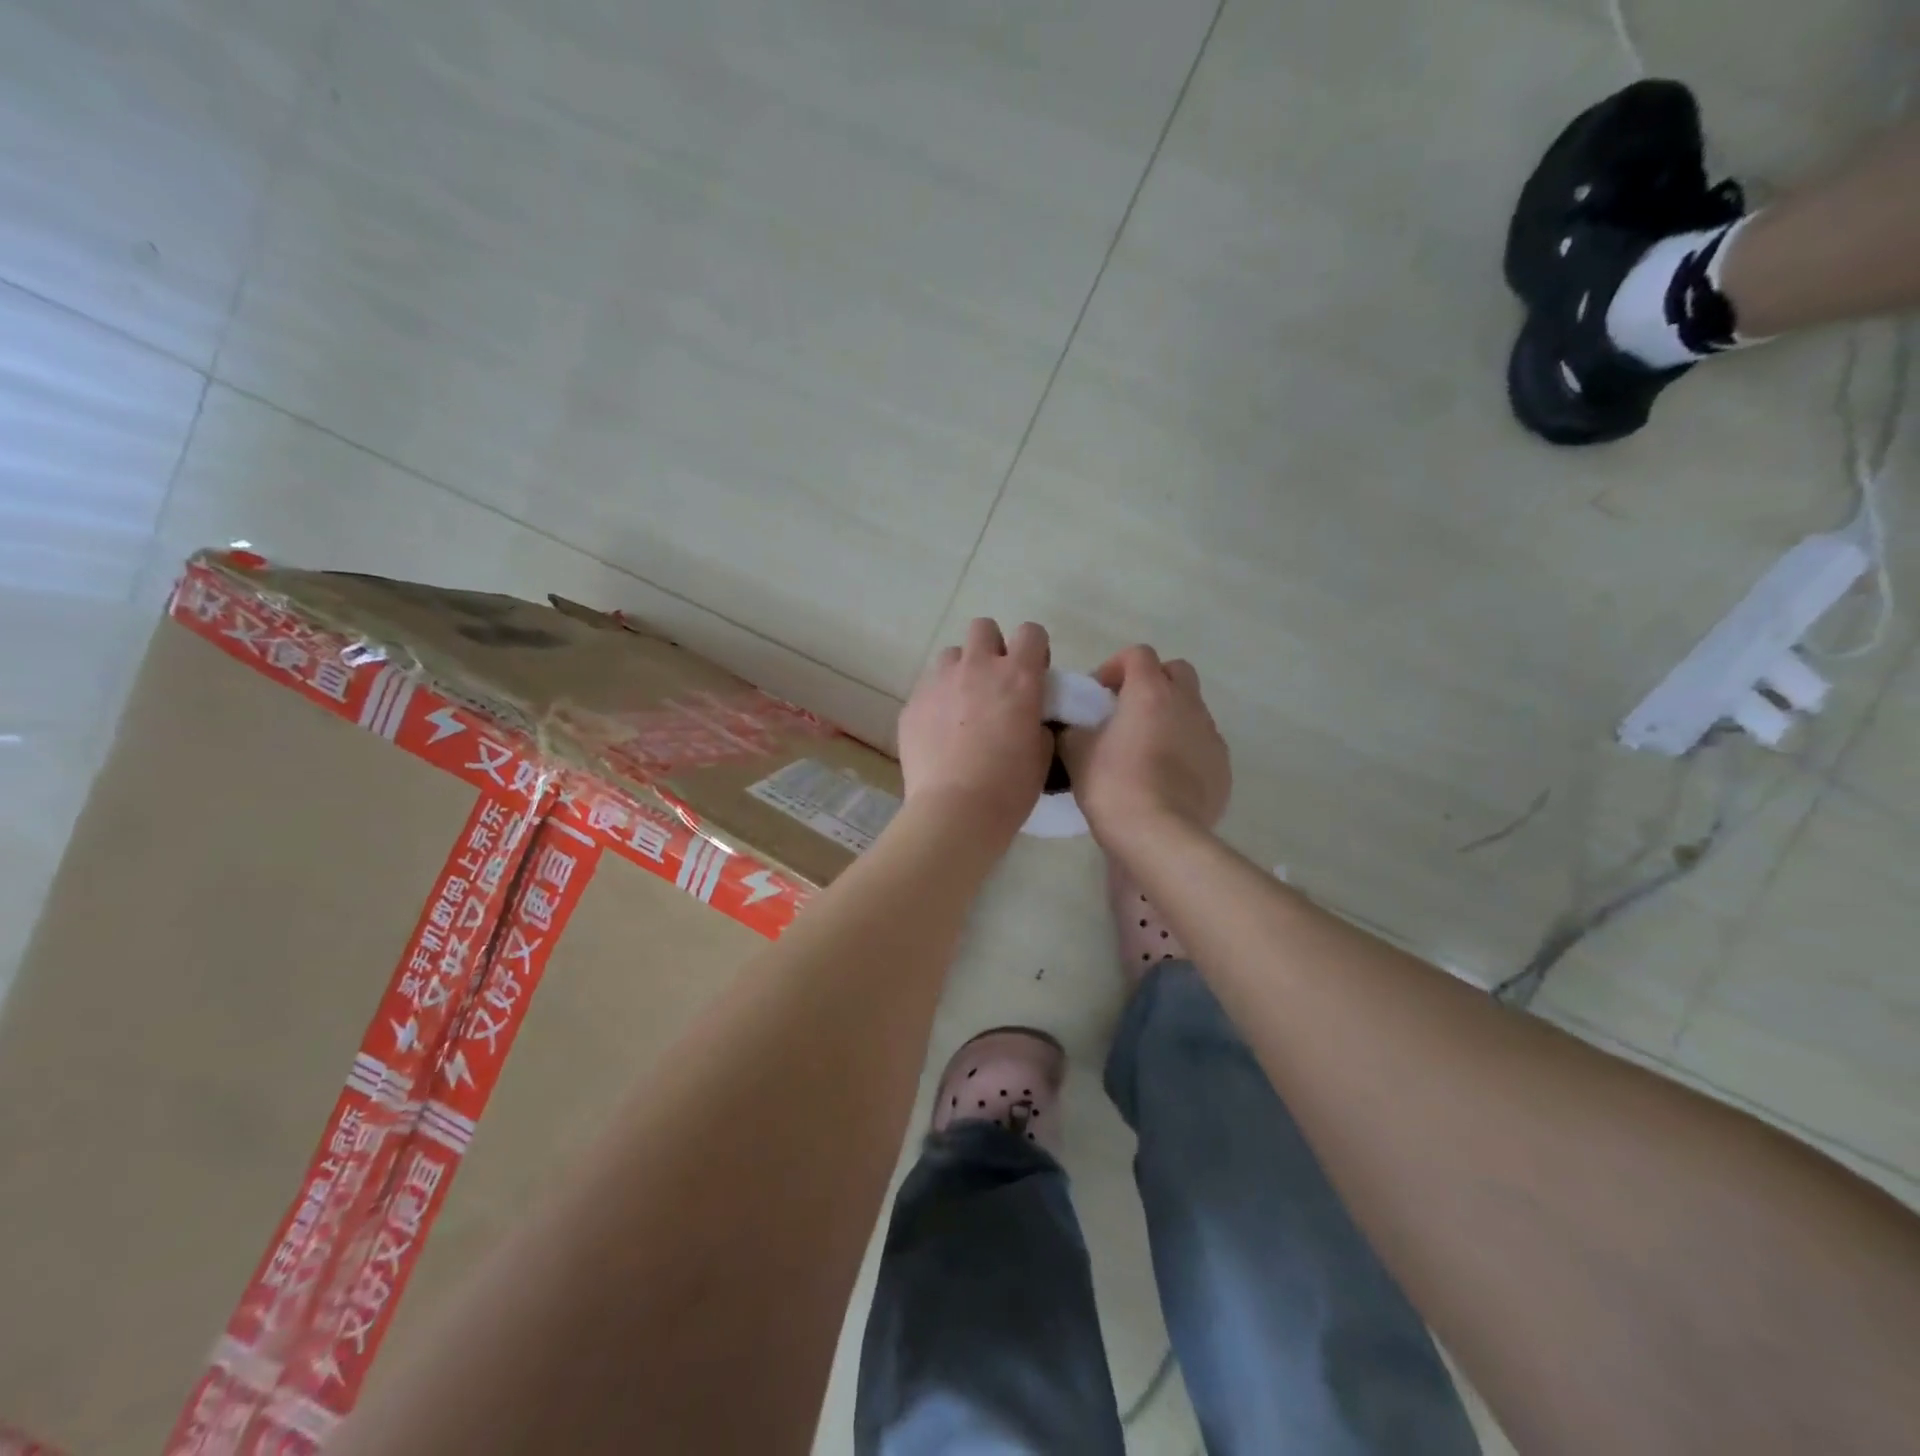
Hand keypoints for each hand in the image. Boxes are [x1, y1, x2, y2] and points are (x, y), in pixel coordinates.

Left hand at [898, 619, 1052, 844]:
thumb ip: (1036, 720)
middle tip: (994, 684)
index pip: (1031, 632)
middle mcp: (977, 667)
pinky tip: (940, 733)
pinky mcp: (912, 704)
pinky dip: (937, 701)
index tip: (1032, 673)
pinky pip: (927, 688)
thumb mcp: (1041, 752)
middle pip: (983, 628)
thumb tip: (1026, 716)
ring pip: (951, 655)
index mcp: (1018, 676)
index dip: (1034, 649)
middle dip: (991, 648)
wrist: (956, 810)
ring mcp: (939, 682)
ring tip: (962, 707)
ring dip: (961, 672)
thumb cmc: (1010, 786)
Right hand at [1058, 645, 1230, 846]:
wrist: (1159, 836)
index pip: (1138, 654)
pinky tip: (1166, 777)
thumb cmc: (1113, 786)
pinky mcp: (1223, 766)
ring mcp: (1210, 735)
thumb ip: (1074, 729)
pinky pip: (1203, 744)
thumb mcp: (1076, 754)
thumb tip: (1074, 726)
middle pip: (1176, 671)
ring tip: (1146, 748)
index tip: (1099, 693)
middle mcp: (1187, 704)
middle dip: (1152, 682)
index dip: (1116, 666)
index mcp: (1150, 692)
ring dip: (1170, 716)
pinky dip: (1186, 748)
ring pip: (1192, 708)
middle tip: (1127, 710)